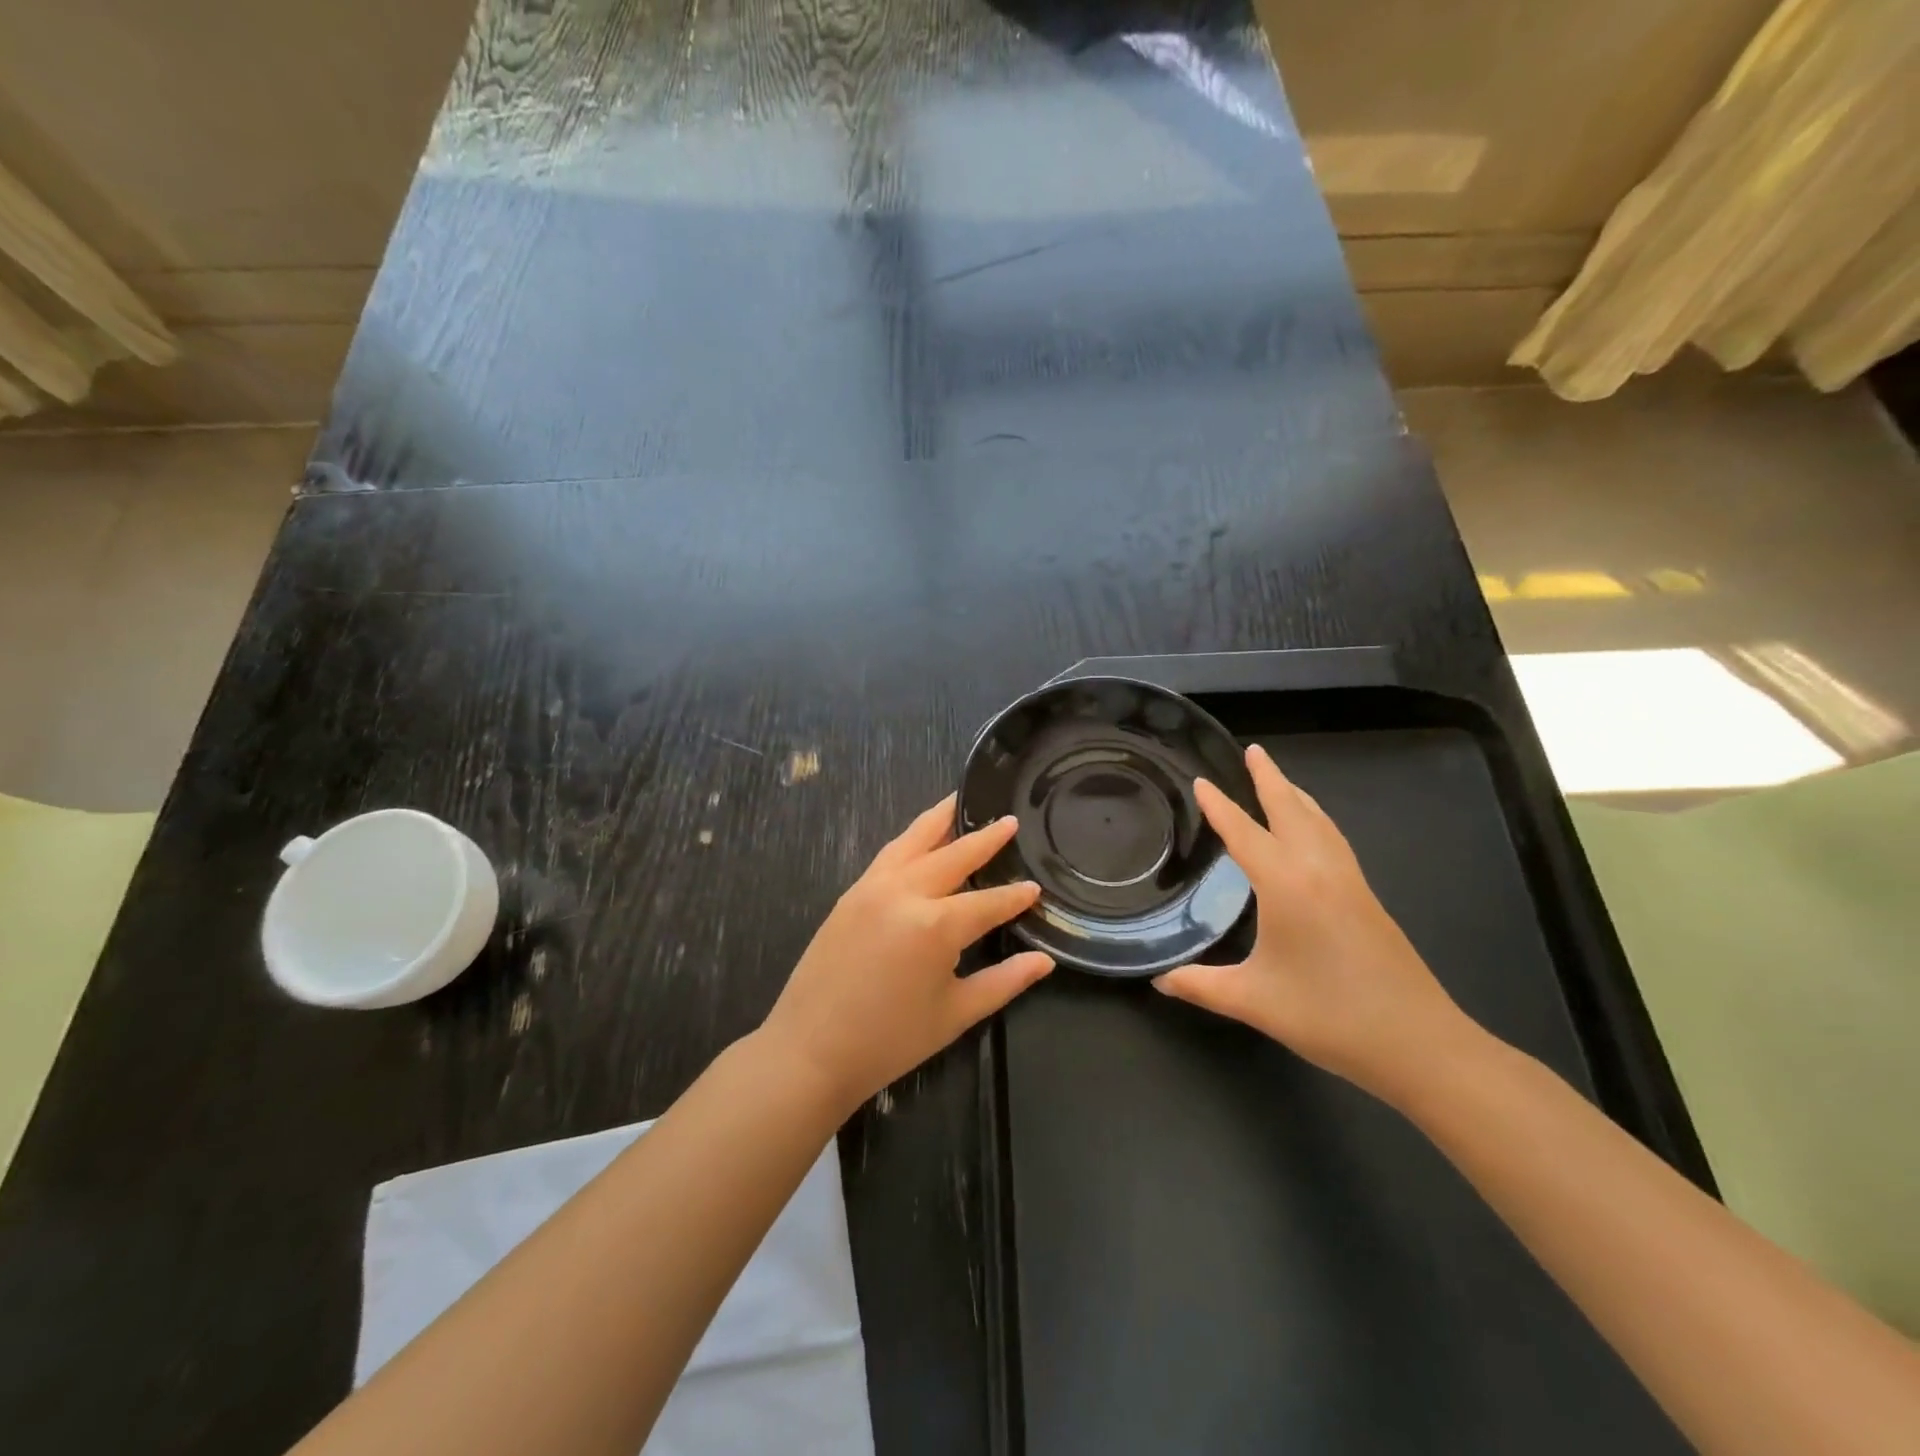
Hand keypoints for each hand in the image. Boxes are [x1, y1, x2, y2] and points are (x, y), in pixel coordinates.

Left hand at [760, 795, 1053, 1112]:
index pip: (988, 902)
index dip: (1015, 897)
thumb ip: (1004, 981)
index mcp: (936, 925)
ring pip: (913, 840)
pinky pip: (888, 854)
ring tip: (961, 801)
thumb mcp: (955, 1014)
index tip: (1035, 887)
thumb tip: (1045, 961)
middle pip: (953, 855)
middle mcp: (905, 893)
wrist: (810, 1051)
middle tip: (1009, 821)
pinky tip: (920, 838)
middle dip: (985, 838)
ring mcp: (872, 887)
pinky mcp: (851, 893)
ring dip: (941, 820)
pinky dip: (910, 838)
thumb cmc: (890, 1041)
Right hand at [1153, 744, 1474, 1105]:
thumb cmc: (1330, 1016)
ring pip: (1320, 822)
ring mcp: (1350, 882)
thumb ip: (1201, 986)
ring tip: (1279, 779)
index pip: (1245, 833)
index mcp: (1287, 885)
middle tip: (1253, 751)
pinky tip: (1314, 833)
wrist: (1420, 1044)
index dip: (1220, 807)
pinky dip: (1317, 820)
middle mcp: (1319, 871)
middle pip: (1291, 810)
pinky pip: (1335, 841)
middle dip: (1269, 779)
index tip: (1201, 780)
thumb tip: (1159, 980)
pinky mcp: (1367, 899)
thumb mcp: (1254, 1001)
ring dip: (1297, 795)